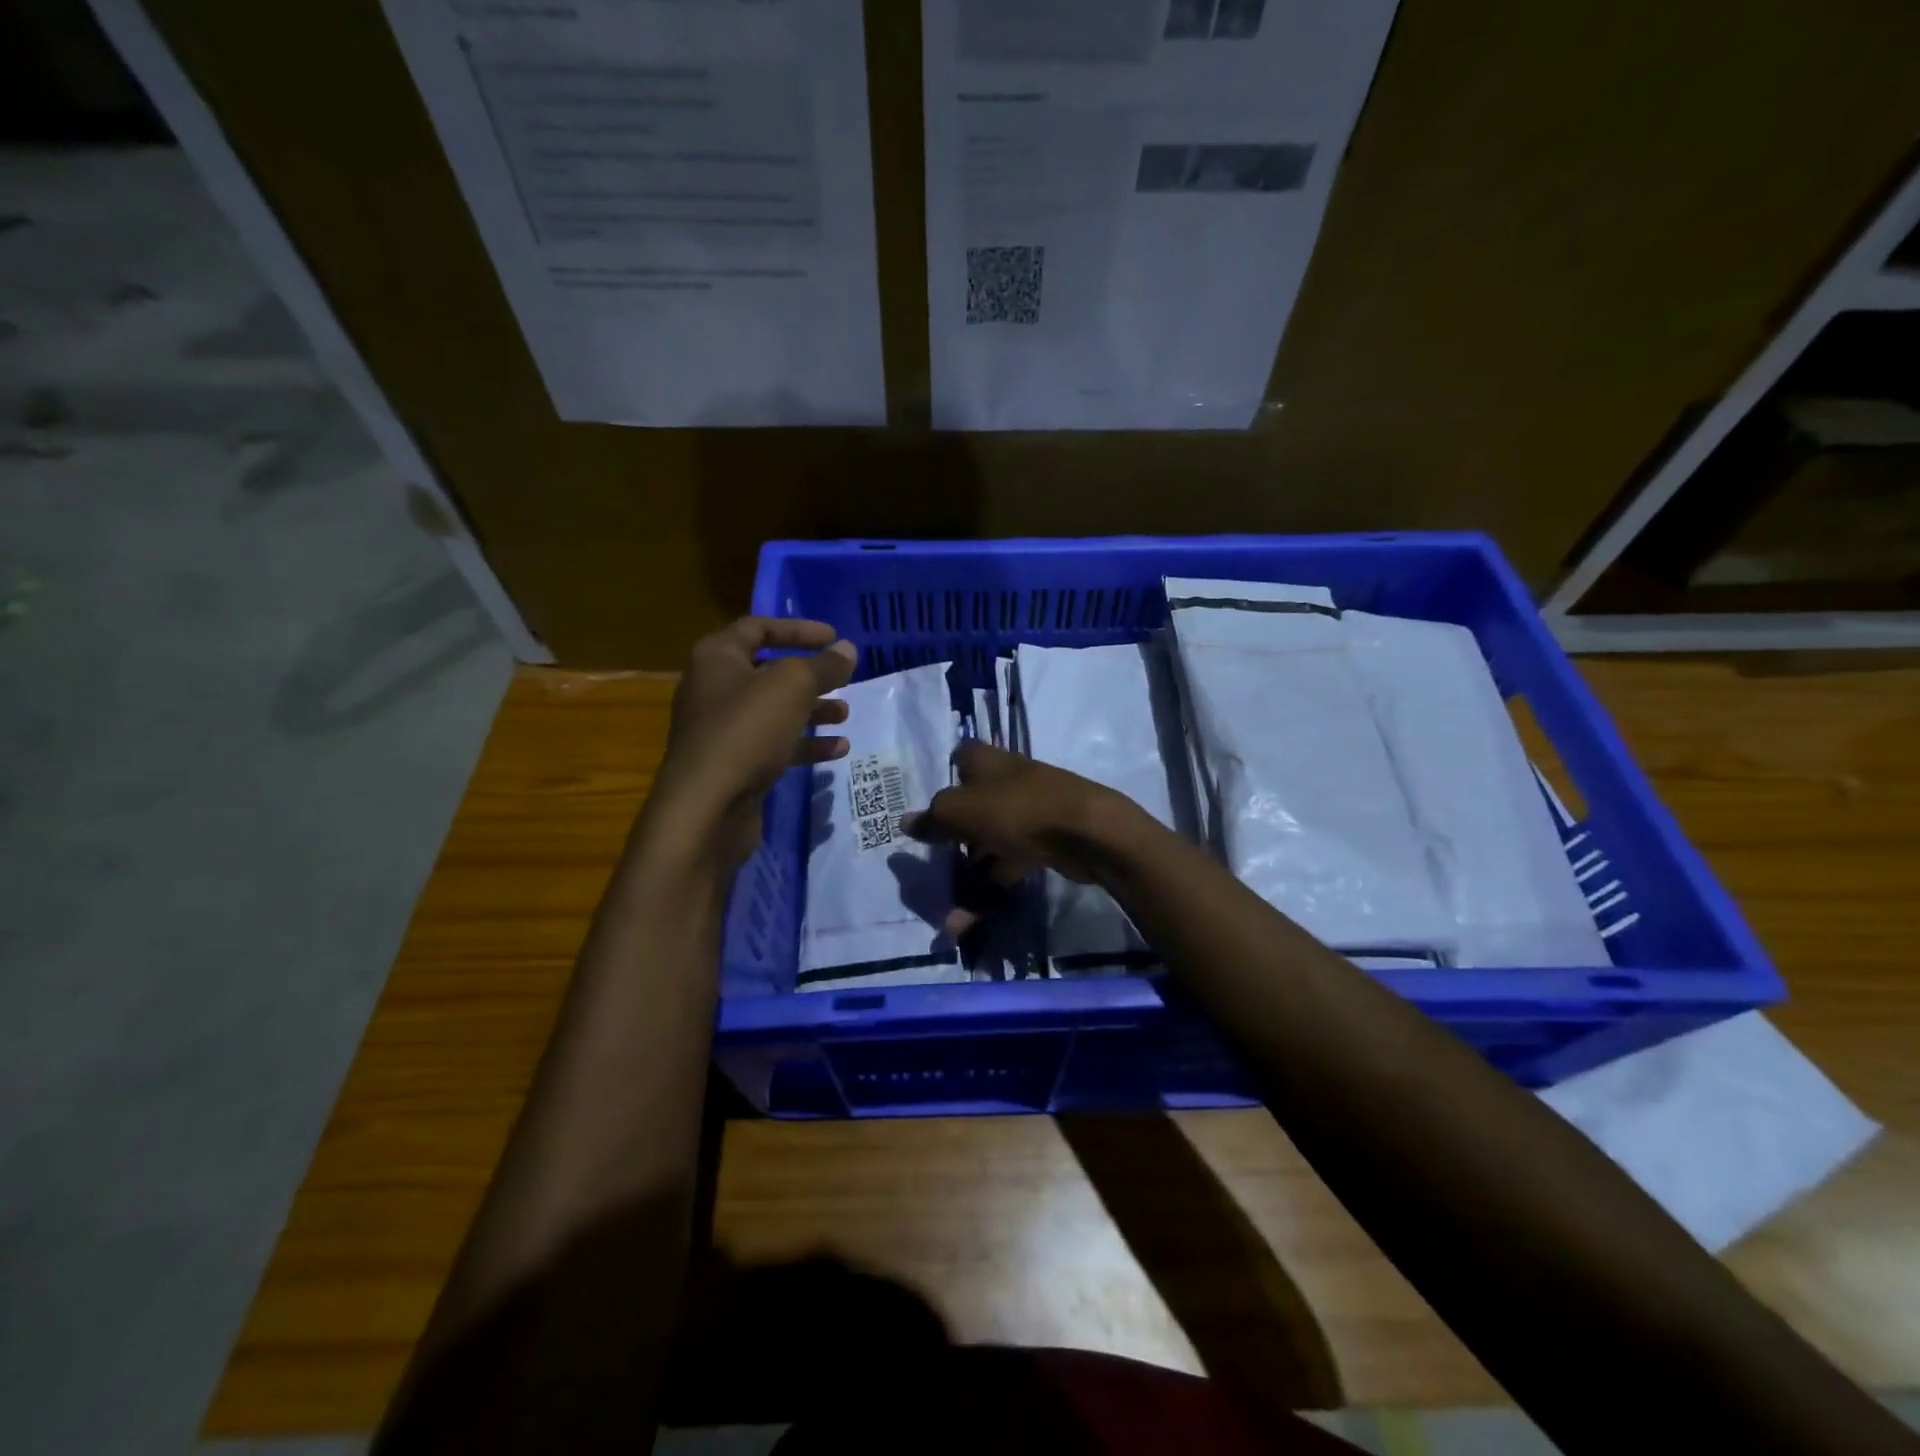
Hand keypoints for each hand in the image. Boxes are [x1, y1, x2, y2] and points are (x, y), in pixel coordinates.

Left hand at [649, 617, 857, 865]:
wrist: (706, 806)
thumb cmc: (746, 730)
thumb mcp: (792, 687)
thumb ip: (823, 666)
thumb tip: (847, 649)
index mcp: (718, 657)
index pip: (759, 627)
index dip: (799, 629)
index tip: (834, 637)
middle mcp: (715, 688)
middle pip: (769, 672)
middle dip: (810, 677)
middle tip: (844, 681)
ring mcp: (722, 729)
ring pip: (775, 711)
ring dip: (812, 711)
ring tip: (844, 716)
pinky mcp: (734, 763)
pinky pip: (774, 745)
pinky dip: (804, 745)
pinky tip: (836, 751)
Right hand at [905, 740, 1151, 930]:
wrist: (1086, 832)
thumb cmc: (1016, 809)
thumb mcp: (960, 811)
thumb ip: (933, 819)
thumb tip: (906, 822)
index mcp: (985, 761)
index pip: (959, 757)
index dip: (943, 776)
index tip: (927, 805)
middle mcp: (1005, 781)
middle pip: (970, 806)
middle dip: (949, 837)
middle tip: (928, 865)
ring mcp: (1026, 812)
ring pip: (987, 842)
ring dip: (967, 876)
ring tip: (945, 910)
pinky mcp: (1043, 842)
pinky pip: (1007, 865)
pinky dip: (988, 890)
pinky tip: (967, 920)